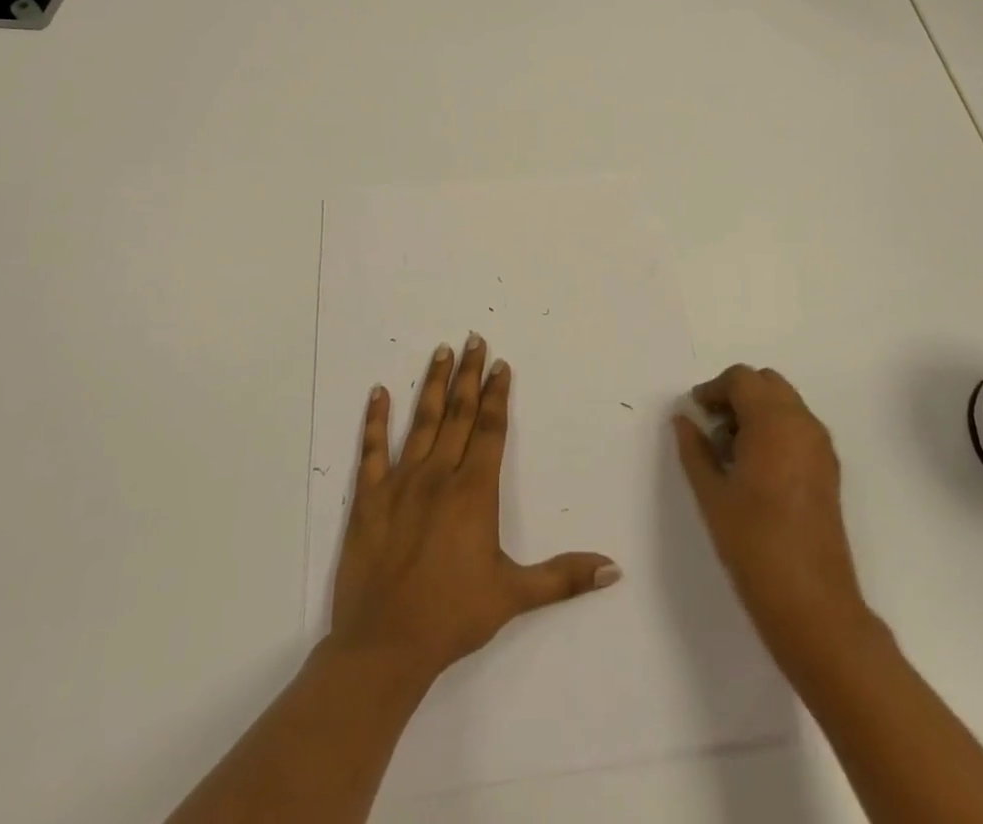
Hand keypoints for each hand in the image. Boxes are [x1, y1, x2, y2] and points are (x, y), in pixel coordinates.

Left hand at [331, 334, 619, 687]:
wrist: (385, 645)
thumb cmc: (453, 616)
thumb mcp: (514, 595)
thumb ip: (564, 577)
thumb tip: (614, 568)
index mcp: (474, 491)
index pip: (490, 429)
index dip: (498, 394)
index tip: (501, 364)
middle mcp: (439, 475)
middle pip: (459, 413)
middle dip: (469, 374)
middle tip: (474, 338)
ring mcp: (400, 482)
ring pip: (421, 421)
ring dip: (432, 384)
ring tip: (441, 350)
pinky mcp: (368, 497)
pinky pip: (372, 449)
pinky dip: (375, 419)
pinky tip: (378, 391)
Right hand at [673, 365, 870, 662]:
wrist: (813, 605)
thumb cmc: (754, 544)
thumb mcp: (711, 493)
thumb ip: (694, 448)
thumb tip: (684, 419)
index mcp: (774, 422)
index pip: (741, 379)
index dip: (714, 389)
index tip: (695, 414)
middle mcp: (803, 424)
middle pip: (767, 383)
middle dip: (737, 394)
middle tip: (712, 427)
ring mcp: (821, 447)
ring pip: (785, 404)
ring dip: (757, 411)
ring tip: (730, 451)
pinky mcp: (829, 470)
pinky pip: (799, 427)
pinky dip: (775, 429)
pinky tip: (755, 468)